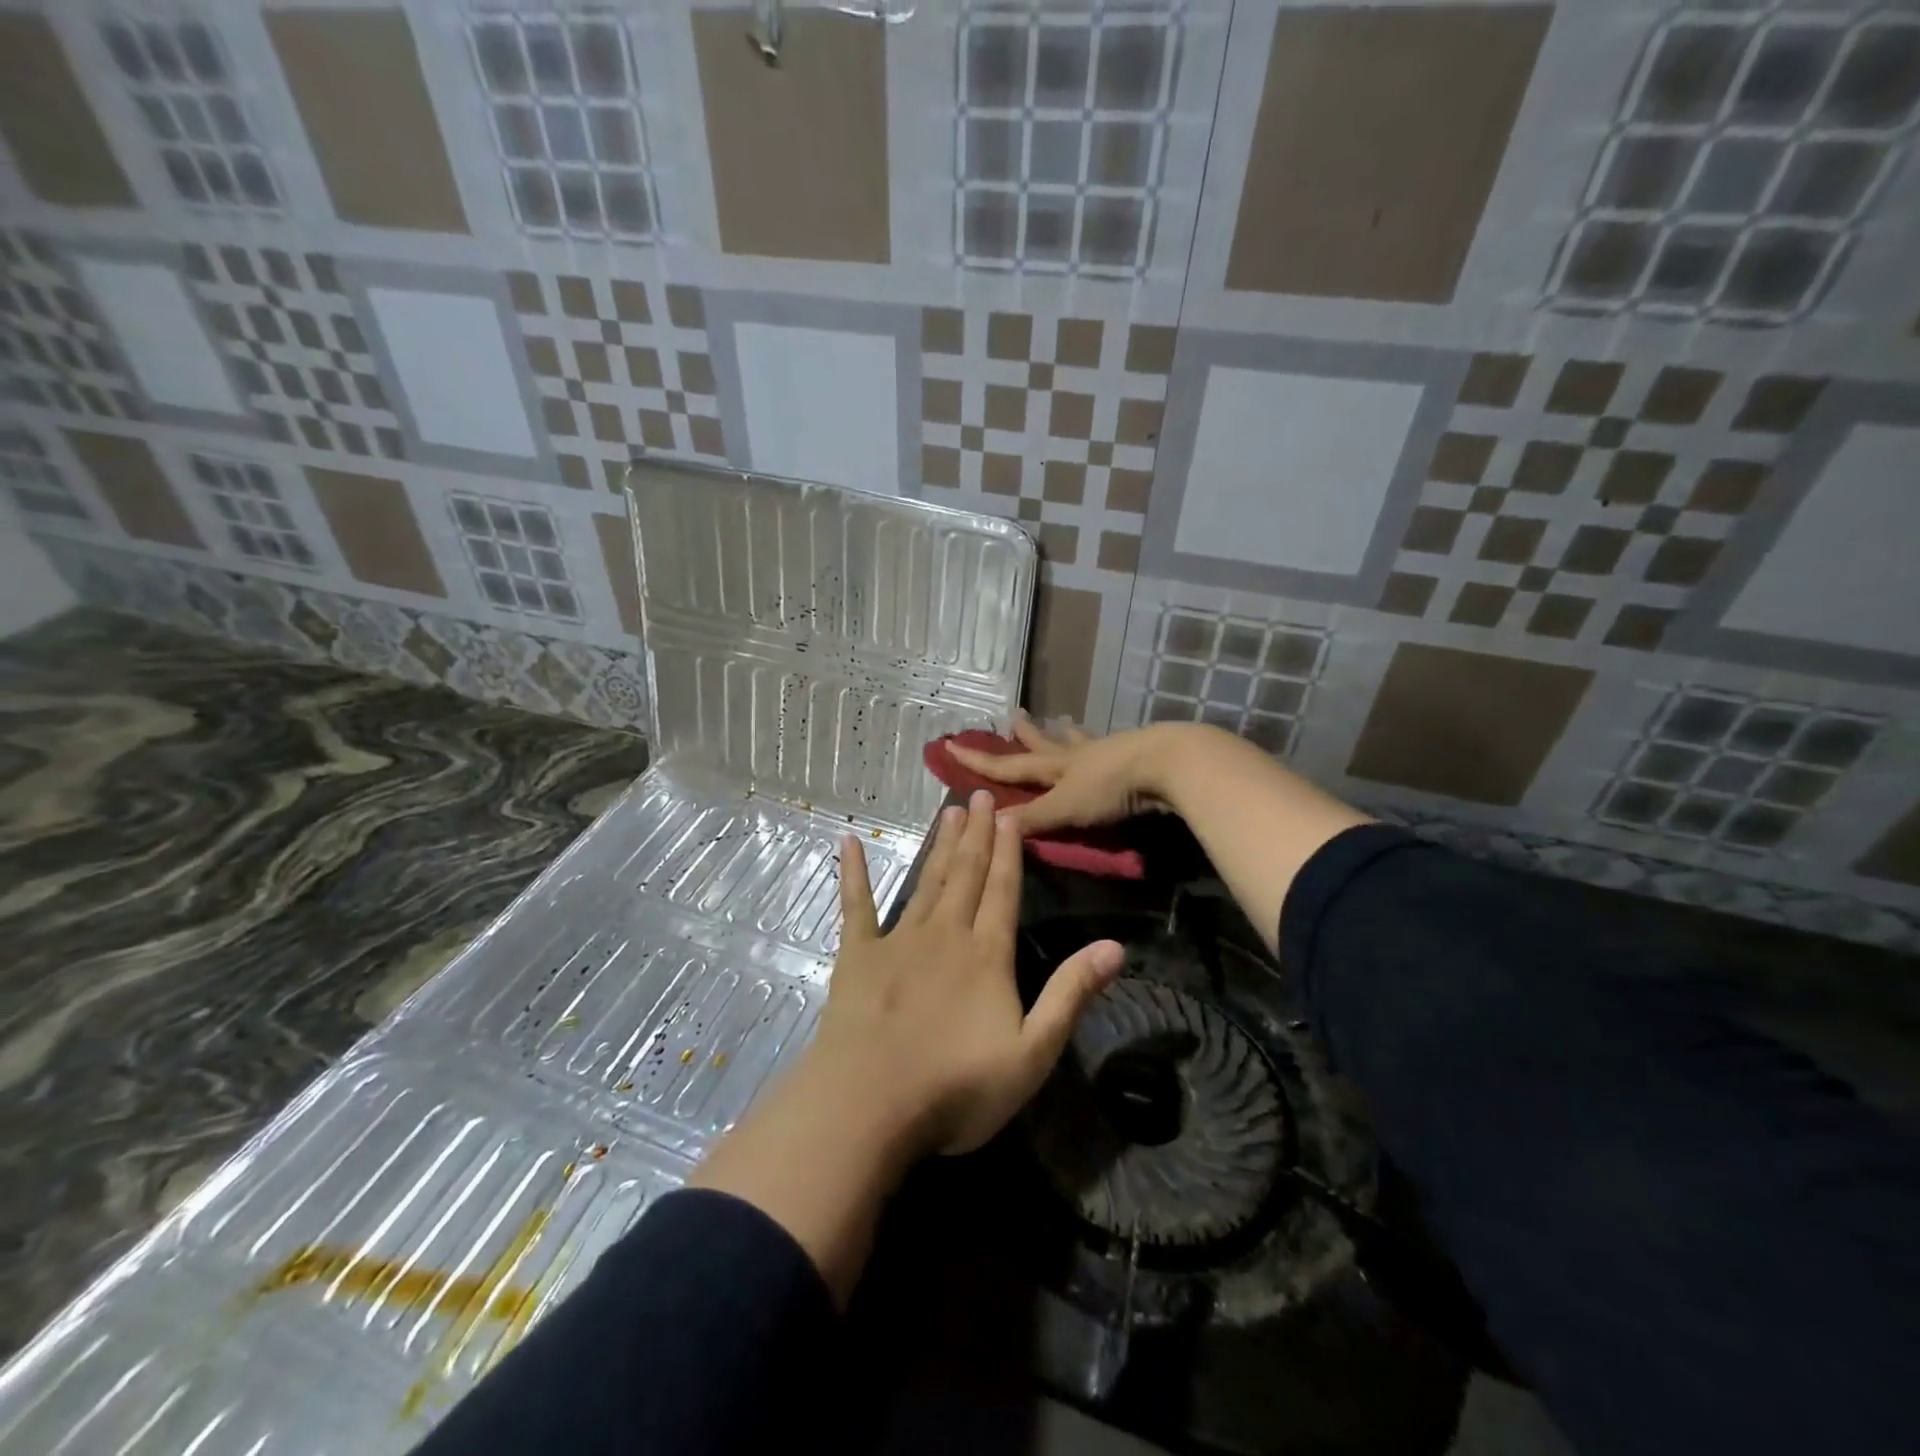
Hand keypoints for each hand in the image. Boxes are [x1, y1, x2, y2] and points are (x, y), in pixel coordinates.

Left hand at [818, 788, 1124, 1155]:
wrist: (870, 1105)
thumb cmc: (957, 1087)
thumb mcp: (1033, 1052)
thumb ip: (1071, 994)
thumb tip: (1116, 946)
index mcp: (987, 954)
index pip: (1003, 890)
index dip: (1009, 850)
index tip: (1009, 813)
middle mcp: (945, 934)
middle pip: (966, 874)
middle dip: (977, 833)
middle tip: (981, 794)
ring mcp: (898, 941)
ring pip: (926, 881)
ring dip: (939, 845)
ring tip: (949, 811)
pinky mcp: (858, 955)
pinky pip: (856, 905)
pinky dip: (854, 872)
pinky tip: (850, 842)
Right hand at [946, 712, 1186, 836]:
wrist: (1166, 765)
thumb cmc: (1111, 787)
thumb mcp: (1066, 807)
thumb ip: (1033, 818)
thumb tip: (992, 825)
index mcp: (1055, 767)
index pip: (1008, 764)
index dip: (979, 759)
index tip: (951, 744)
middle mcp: (1076, 755)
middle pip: (1044, 744)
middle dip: (1025, 735)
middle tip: (1014, 716)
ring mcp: (1106, 752)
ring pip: (1078, 741)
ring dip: (1066, 734)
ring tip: (1063, 721)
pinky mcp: (1133, 756)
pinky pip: (1107, 748)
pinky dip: (1099, 745)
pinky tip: (1108, 744)